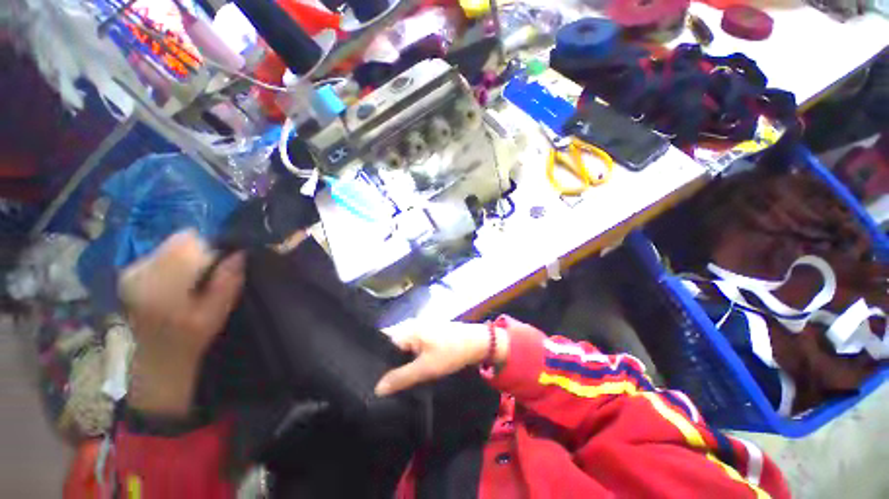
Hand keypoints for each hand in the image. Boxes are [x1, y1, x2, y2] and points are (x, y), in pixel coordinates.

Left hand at [119, 230, 244, 415]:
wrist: (158, 356)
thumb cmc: (191, 336)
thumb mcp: (217, 312)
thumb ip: (228, 281)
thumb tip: (240, 253)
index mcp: (160, 284)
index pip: (189, 243)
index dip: (211, 250)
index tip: (219, 267)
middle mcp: (139, 271)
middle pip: (179, 241)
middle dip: (199, 252)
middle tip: (206, 276)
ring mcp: (130, 270)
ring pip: (171, 245)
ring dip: (188, 257)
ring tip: (192, 281)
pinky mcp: (129, 271)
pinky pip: (161, 252)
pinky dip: (175, 261)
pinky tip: (177, 281)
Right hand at [374, 320, 509, 396]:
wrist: (477, 343)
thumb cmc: (451, 352)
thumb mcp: (426, 368)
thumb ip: (401, 377)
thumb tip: (376, 389)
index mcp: (408, 329)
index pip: (382, 340)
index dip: (372, 357)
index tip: (363, 376)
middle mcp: (411, 325)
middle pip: (390, 344)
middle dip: (383, 362)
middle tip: (373, 383)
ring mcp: (420, 329)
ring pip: (401, 347)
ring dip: (395, 362)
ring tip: (384, 381)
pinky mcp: (427, 335)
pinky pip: (411, 347)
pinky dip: (406, 359)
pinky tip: (403, 373)